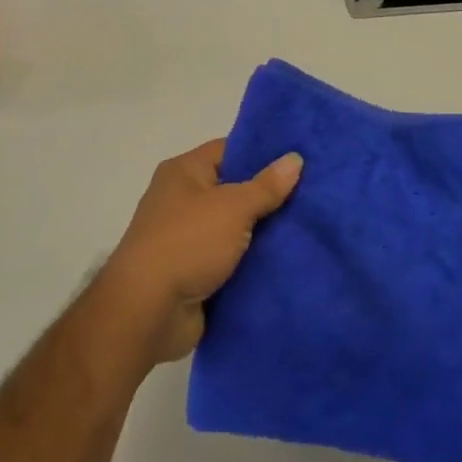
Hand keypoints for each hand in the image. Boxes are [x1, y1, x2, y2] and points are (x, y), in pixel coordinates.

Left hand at [100, 139, 302, 365]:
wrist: (147, 311)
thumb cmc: (188, 243)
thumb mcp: (233, 207)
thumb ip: (266, 186)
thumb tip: (295, 159)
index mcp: (184, 172)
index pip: (229, 150)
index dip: (263, 153)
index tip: (301, 158)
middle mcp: (182, 200)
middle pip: (234, 190)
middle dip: (269, 196)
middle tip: (313, 194)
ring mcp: (187, 239)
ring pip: (236, 228)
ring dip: (264, 233)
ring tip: (309, 227)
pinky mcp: (194, 273)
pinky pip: (231, 259)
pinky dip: (253, 262)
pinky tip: (288, 260)